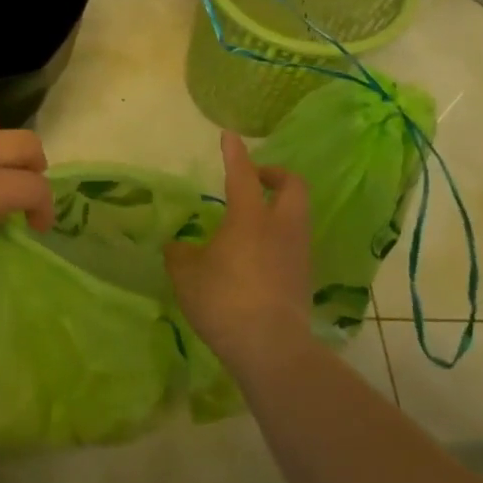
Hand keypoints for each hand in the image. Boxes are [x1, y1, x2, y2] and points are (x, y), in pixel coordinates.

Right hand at [165, 132, 313, 376]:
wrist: (270, 346)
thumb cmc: (224, 299)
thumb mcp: (186, 274)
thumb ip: (180, 254)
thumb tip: (178, 246)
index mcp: (250, 217)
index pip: (242, 174)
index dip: (234, 153)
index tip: (229, 136)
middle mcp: (281, 227)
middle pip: (292, 186)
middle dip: (275, 175)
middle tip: (254, 180)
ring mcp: (298, 252)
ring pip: (297, 215)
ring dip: (279, 207)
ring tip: (252, 220)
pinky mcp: (304, 277)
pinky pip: (294, 243)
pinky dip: (279, 237)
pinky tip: (257, 254)